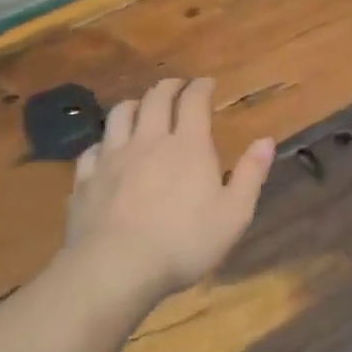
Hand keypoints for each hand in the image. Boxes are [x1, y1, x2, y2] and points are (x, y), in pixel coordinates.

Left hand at [66, 76, 275, 300]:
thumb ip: (250, 174)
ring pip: (120, 115)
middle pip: (155, 99)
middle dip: (169, 87)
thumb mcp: (233, 214)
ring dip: (135, 104)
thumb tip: (266, 140)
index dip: (201, 87)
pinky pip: (92, 149)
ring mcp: (111, 158)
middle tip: (177, 86)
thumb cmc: (184, 243)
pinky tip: (106, 150)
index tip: (207, 83)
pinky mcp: (85, 179)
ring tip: (142, 108)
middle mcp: (148, 141)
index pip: (193, 101)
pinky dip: (103, 142)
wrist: (115, 268)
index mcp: (187, 146)